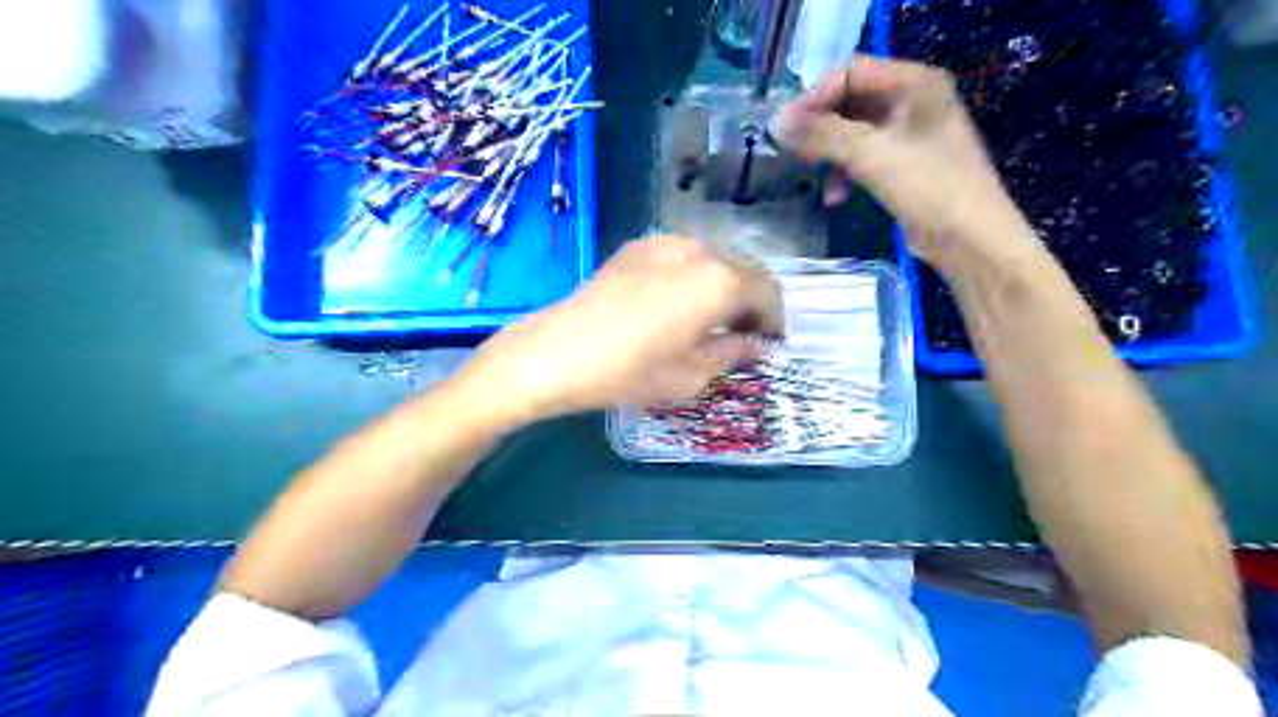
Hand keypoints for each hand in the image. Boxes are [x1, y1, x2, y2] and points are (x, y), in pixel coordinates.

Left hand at [453, 235, 784, 423]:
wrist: (556, 352)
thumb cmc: (630, 372)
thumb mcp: (691, 375)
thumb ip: (733, 353)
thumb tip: (757, 346)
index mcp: (720, 282)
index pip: (768, 292)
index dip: (774, 320)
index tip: (767, 344)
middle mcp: (699, 250)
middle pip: (744, 269)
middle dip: (750, 302)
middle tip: (740, 335)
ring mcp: (664, 243)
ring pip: (713, 259)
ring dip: (722, 287)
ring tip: (707, 320)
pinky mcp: (637, 246)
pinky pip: (682, 256)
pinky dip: (693, 277)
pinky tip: (674, 304)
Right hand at [768, 56, 1035, 270]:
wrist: (970, 239)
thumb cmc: (928, 187)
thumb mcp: (871, 156)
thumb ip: (822, 135)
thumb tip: (776, 120)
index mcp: (916, 83)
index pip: (853, 72)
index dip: (818, 96)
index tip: (790, 127)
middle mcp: (915, 100)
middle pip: (852, 101)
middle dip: (821, 126)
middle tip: (796, 151)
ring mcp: (910, 134)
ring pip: (855, 132)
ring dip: (830, 153)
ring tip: (812, 174)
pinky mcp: (904, 164)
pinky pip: (864, 157)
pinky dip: (846, 172)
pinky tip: (835, 197)